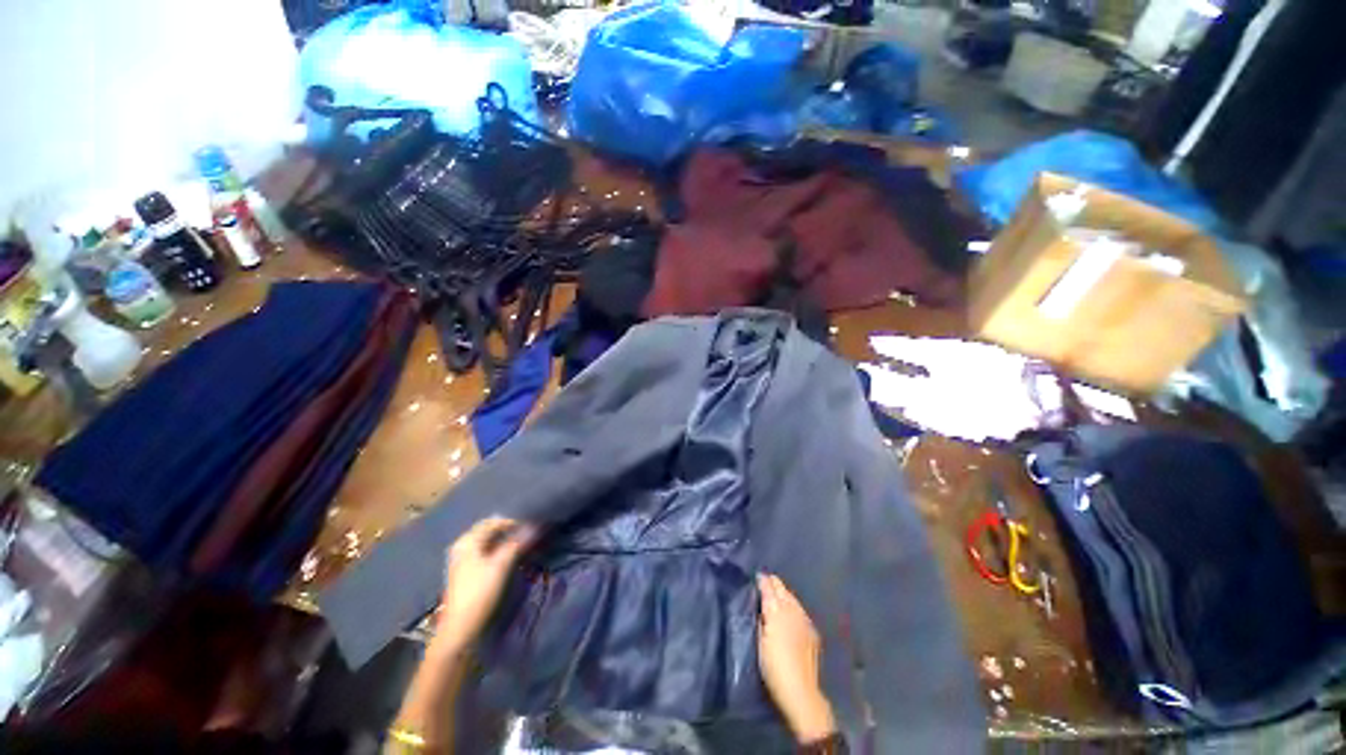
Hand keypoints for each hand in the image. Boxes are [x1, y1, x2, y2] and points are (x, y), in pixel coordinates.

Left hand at [433, 517, 534, 652]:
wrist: (460, 629)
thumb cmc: (479, 592)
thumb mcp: (501, 564)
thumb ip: (518, 542)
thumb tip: (536, 525)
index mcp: (467, 541)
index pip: (494, 522)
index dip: (514, 521)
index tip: (532, 525)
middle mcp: (463, 546)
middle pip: (490, 531)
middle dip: (510, 531)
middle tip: (530, 534)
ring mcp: (464, 560)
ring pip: (490, 543)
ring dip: (507, 541)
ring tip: (524, 544)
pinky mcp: (468, 572)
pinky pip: (487, 553)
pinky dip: (500, 551)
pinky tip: (511, 556)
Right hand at [757, 573, 836, 742]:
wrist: (801, 690)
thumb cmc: (773, 668)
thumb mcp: (760, 642)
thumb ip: (761, 620)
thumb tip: (761, 609)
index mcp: (775, 612)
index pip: (768, 588)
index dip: (762, 581)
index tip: (757, 576)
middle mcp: (791, 610)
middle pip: (782, 589)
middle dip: (773, 583)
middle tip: (765, 582)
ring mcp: (804, 619)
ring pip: (792, 597)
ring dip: (783, 593)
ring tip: (776, 594)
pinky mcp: (812, 629)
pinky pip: (800, 609)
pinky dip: (793, 606)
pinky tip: (790, 611)